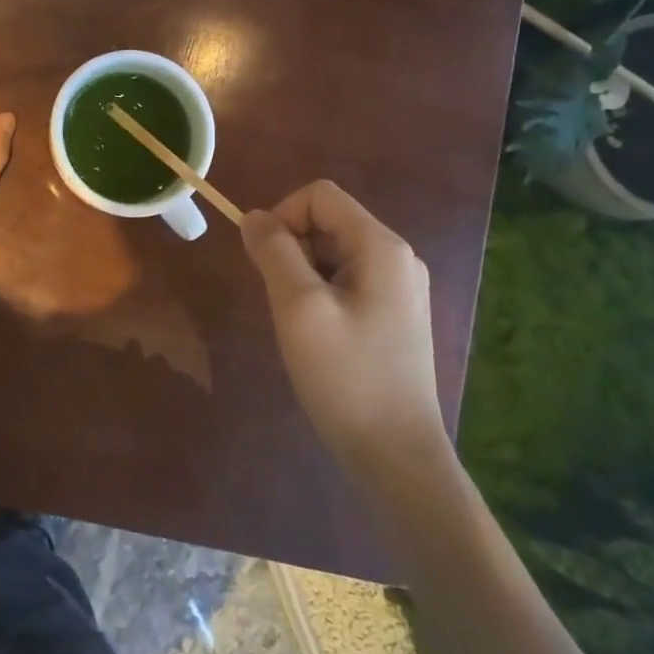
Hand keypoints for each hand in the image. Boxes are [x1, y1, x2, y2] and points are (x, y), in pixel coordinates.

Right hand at [241, 181, 445, 467]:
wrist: (396, 456)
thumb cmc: (346, 377)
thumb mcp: (299, 307)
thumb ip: (274, 252)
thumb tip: (254, 217)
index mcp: (382, 246)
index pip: (319, 196)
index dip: (282, 216)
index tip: (265, 265)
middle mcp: (397, 257)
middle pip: (328, 222)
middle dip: (292, 250)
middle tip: (283, 303)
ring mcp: (400, 288)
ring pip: (333, 254)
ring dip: (303, 276)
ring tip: (300, 325)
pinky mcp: (394, 316)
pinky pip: (346, 282)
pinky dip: (319, 296)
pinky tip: (318, 338)